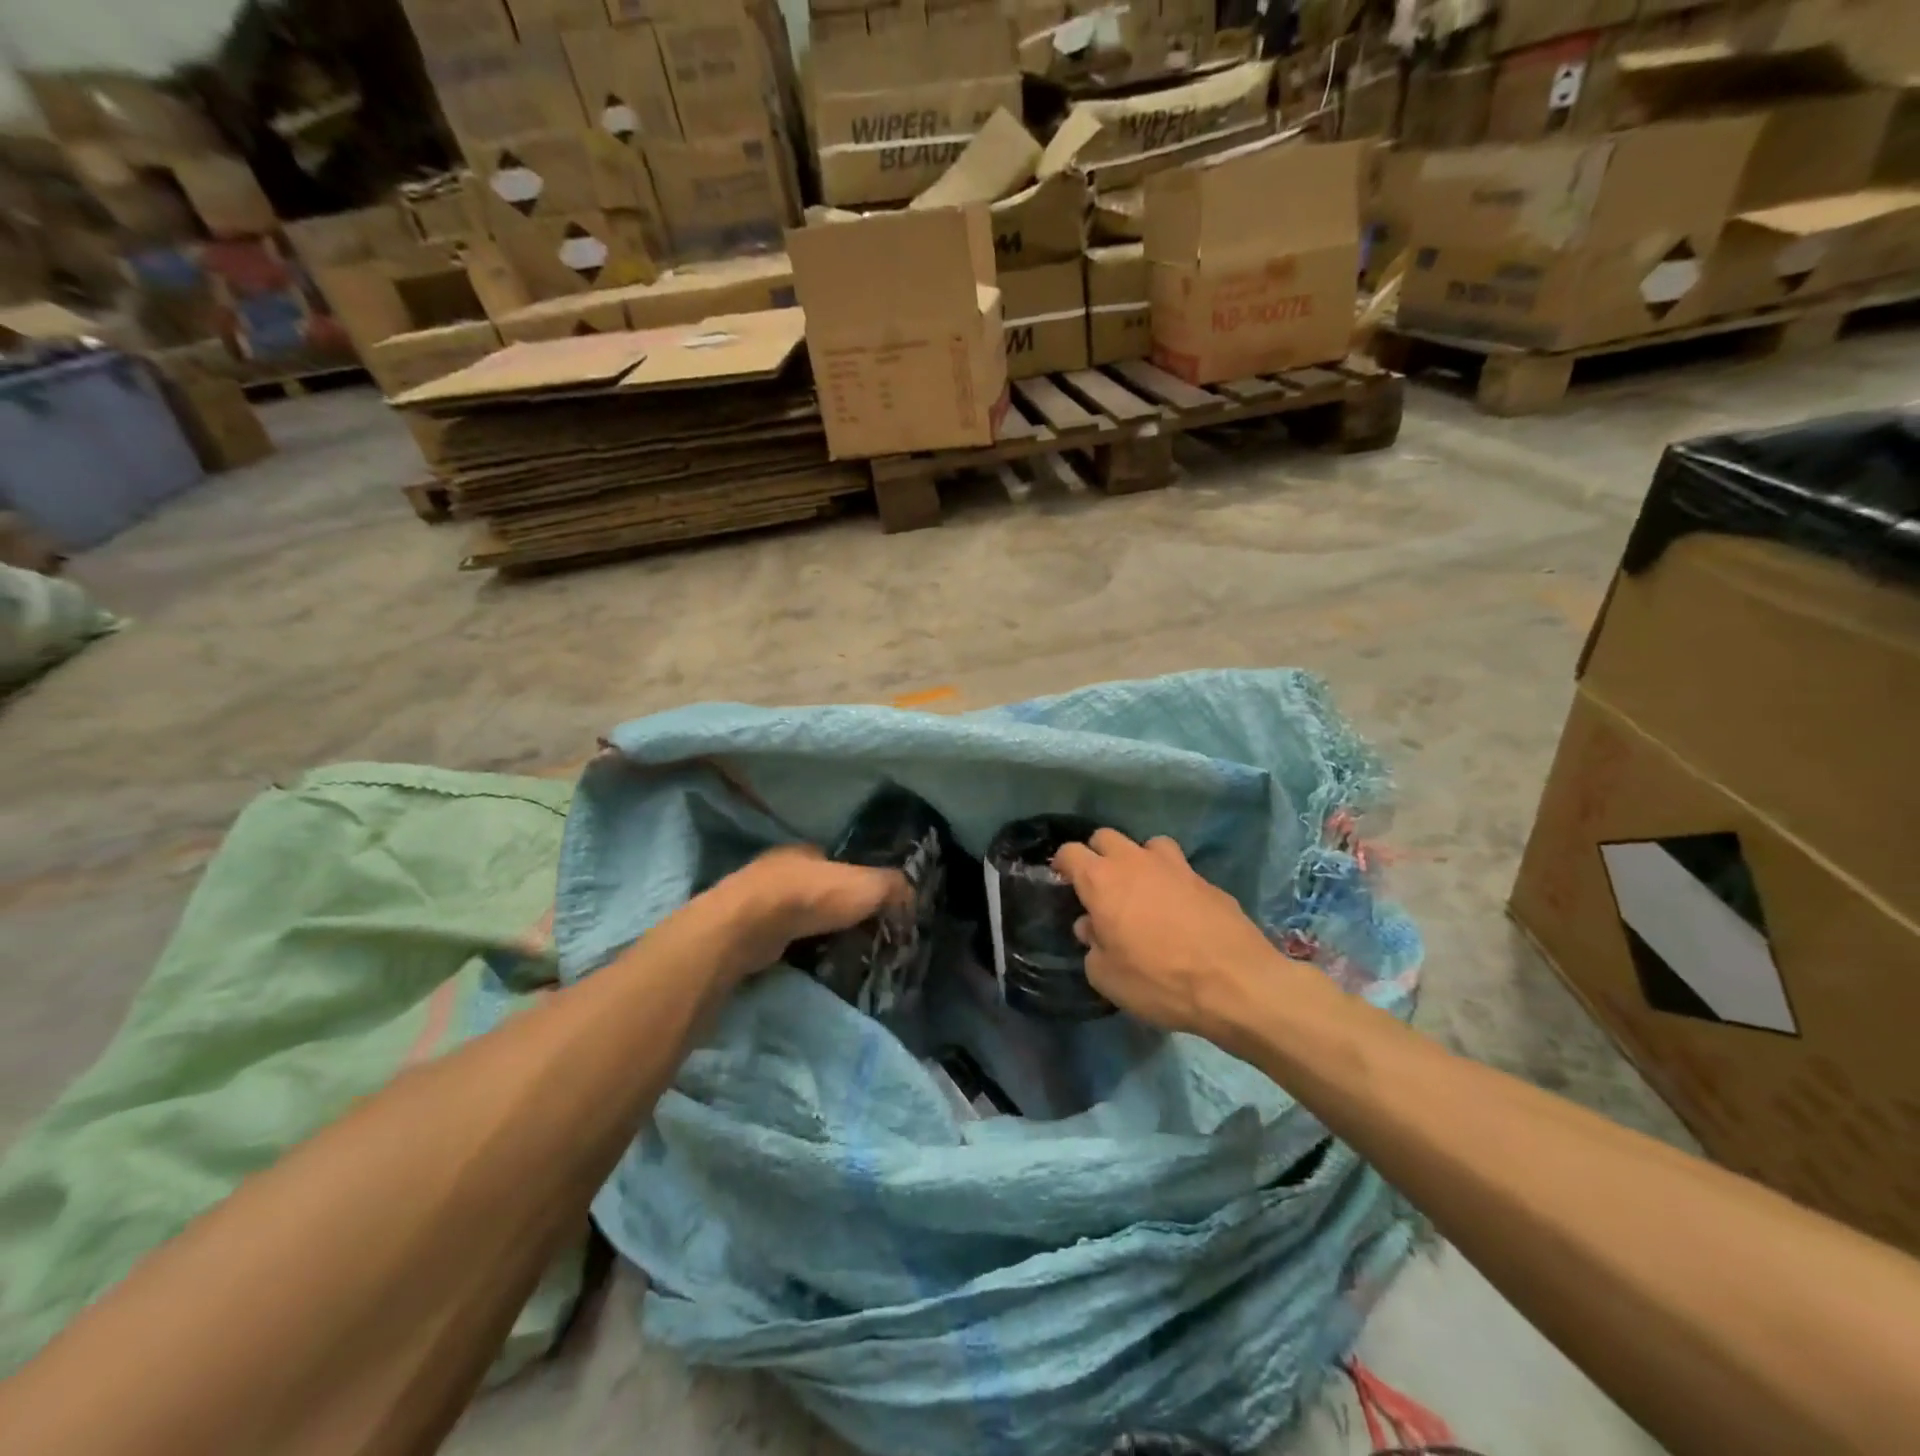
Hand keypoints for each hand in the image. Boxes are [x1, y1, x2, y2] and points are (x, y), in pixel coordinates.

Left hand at [699, 844, 908, 985]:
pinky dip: (793, 948)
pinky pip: (778, 938)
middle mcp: (779, 869)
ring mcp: (757, 900)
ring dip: (812, 930)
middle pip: (816, 889)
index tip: (872, 908)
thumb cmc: (810, 896)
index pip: (838, 864)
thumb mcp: (867, 886)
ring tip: (836, 953)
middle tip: (858, 934)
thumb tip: (911, 898)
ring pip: (795, 915)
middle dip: (835, 909)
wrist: (749, 926)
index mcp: (806, 852)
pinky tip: (806, 962)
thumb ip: (893, 887)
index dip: (857, 883)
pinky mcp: (744, 930)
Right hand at [1052, 829, 1292, 1041]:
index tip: (1062, 881)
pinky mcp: (1206, 879)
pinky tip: (1178, 910)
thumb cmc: (1159, 980)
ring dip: (1139, 860)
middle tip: (1100, 886)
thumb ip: (1092, 946)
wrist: (1236, 983)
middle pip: (1106, 837)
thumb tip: (1092, 928)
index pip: (1070, 852)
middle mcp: (1135, 862)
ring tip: (1143, 890)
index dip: (1062, 864)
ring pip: (1147, 844)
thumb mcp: (1107, 977)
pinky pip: (1179, 869)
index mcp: (1102, 880)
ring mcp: (1174, 866)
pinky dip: (1171, 882)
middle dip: (1097, 855)